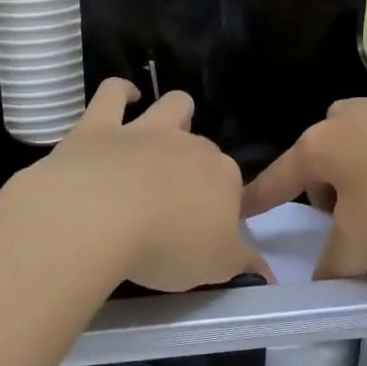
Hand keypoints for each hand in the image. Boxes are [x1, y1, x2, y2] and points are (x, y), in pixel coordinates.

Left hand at [17, 80, 267, 293]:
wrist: (100, 217)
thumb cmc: (167, 246)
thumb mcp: (216, 267)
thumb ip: (243, 265)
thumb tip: (267, 274)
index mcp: (222, 177)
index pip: (231, 185)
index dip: (221, 203)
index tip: (207, 228)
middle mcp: (187, 145)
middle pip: (202, 147)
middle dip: (196, 164)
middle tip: (179, 197)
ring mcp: (143, 130)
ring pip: (172, 105)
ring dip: (175, 112)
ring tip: (167, 129)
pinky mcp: (99, 126)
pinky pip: (113, 93)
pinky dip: (121, 91)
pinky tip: (126, 96)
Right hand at [241, 51, 366, 277]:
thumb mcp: (366, 237)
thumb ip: (338, 265)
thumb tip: (321, 288)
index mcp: (318, 150)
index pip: (276, 181)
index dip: (258, 200)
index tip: (239, 209)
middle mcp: (341, 118)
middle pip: (317, 154)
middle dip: (322, 185)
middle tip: (346, 217)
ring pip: (352, 121)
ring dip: (355, 148)